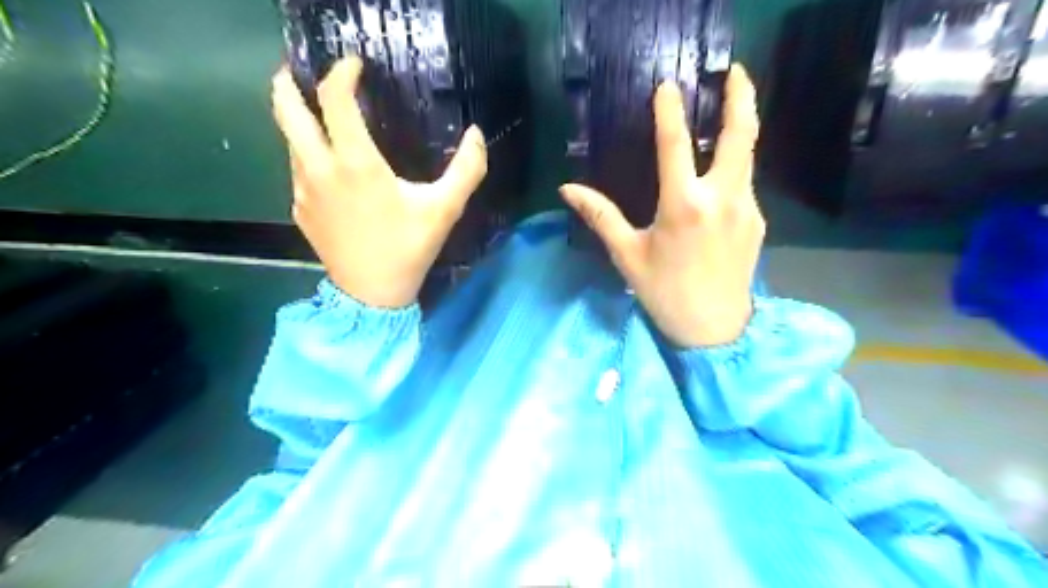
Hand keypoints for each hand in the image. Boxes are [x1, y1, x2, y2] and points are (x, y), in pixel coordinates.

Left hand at [267, 57, 484, 309]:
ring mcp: (303, 190)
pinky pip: (298, 170)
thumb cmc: (409, 248)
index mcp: (354, 163)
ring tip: (322, 117)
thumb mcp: (445, 209)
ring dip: (300, 120)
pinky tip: (332, 168)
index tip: (355, 65)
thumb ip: (467, 169)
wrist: (372, 293)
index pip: (334, 99)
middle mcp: (319, 169)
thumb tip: (477, 134)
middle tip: (304, 72)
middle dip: (289, 81)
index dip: (341, 72)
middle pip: (286, 109)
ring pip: (290, 140)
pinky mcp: (301, 209)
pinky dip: (308, 154)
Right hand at [561, 65, 767, 348]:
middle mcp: (721, 199)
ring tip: (731, 110)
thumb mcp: (627, 255)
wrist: (715, 329)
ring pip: (748, 157)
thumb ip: (600, 216)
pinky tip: (720, 173)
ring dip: (740, 128)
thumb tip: (567, 190)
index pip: (675, 145)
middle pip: (740, 136)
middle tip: (737, 72)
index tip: (667, 86)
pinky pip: (744, 184)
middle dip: (741, 98)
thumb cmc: (664, 292)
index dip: (669, 112)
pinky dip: (733, 167)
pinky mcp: (757, 221)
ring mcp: (746, 208)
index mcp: (683, 206)